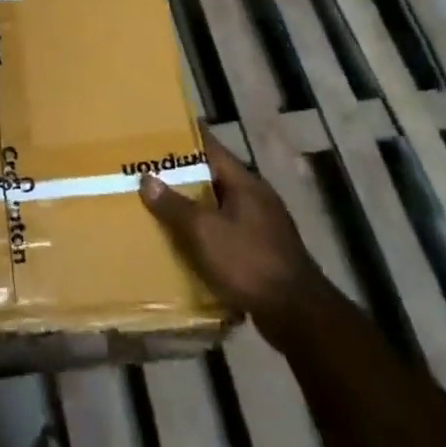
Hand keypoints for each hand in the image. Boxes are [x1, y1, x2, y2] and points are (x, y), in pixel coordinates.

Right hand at [140, 136, 311, 318]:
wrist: (298, 316)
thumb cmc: (249, 262)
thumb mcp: (204, 232)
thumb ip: (174, 205)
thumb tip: (147, 179)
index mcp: (245, 183)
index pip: (211, 148)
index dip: (186, 138)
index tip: (160, 129)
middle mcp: (257, 199)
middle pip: (214, 178)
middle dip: (184, 176)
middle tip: (150, 171)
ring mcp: (264, 227)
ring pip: (220, 208)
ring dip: (195, 207)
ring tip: (161, 207)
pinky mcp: (264, 254)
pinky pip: (228, 234)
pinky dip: (208, 234)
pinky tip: (188, 245)